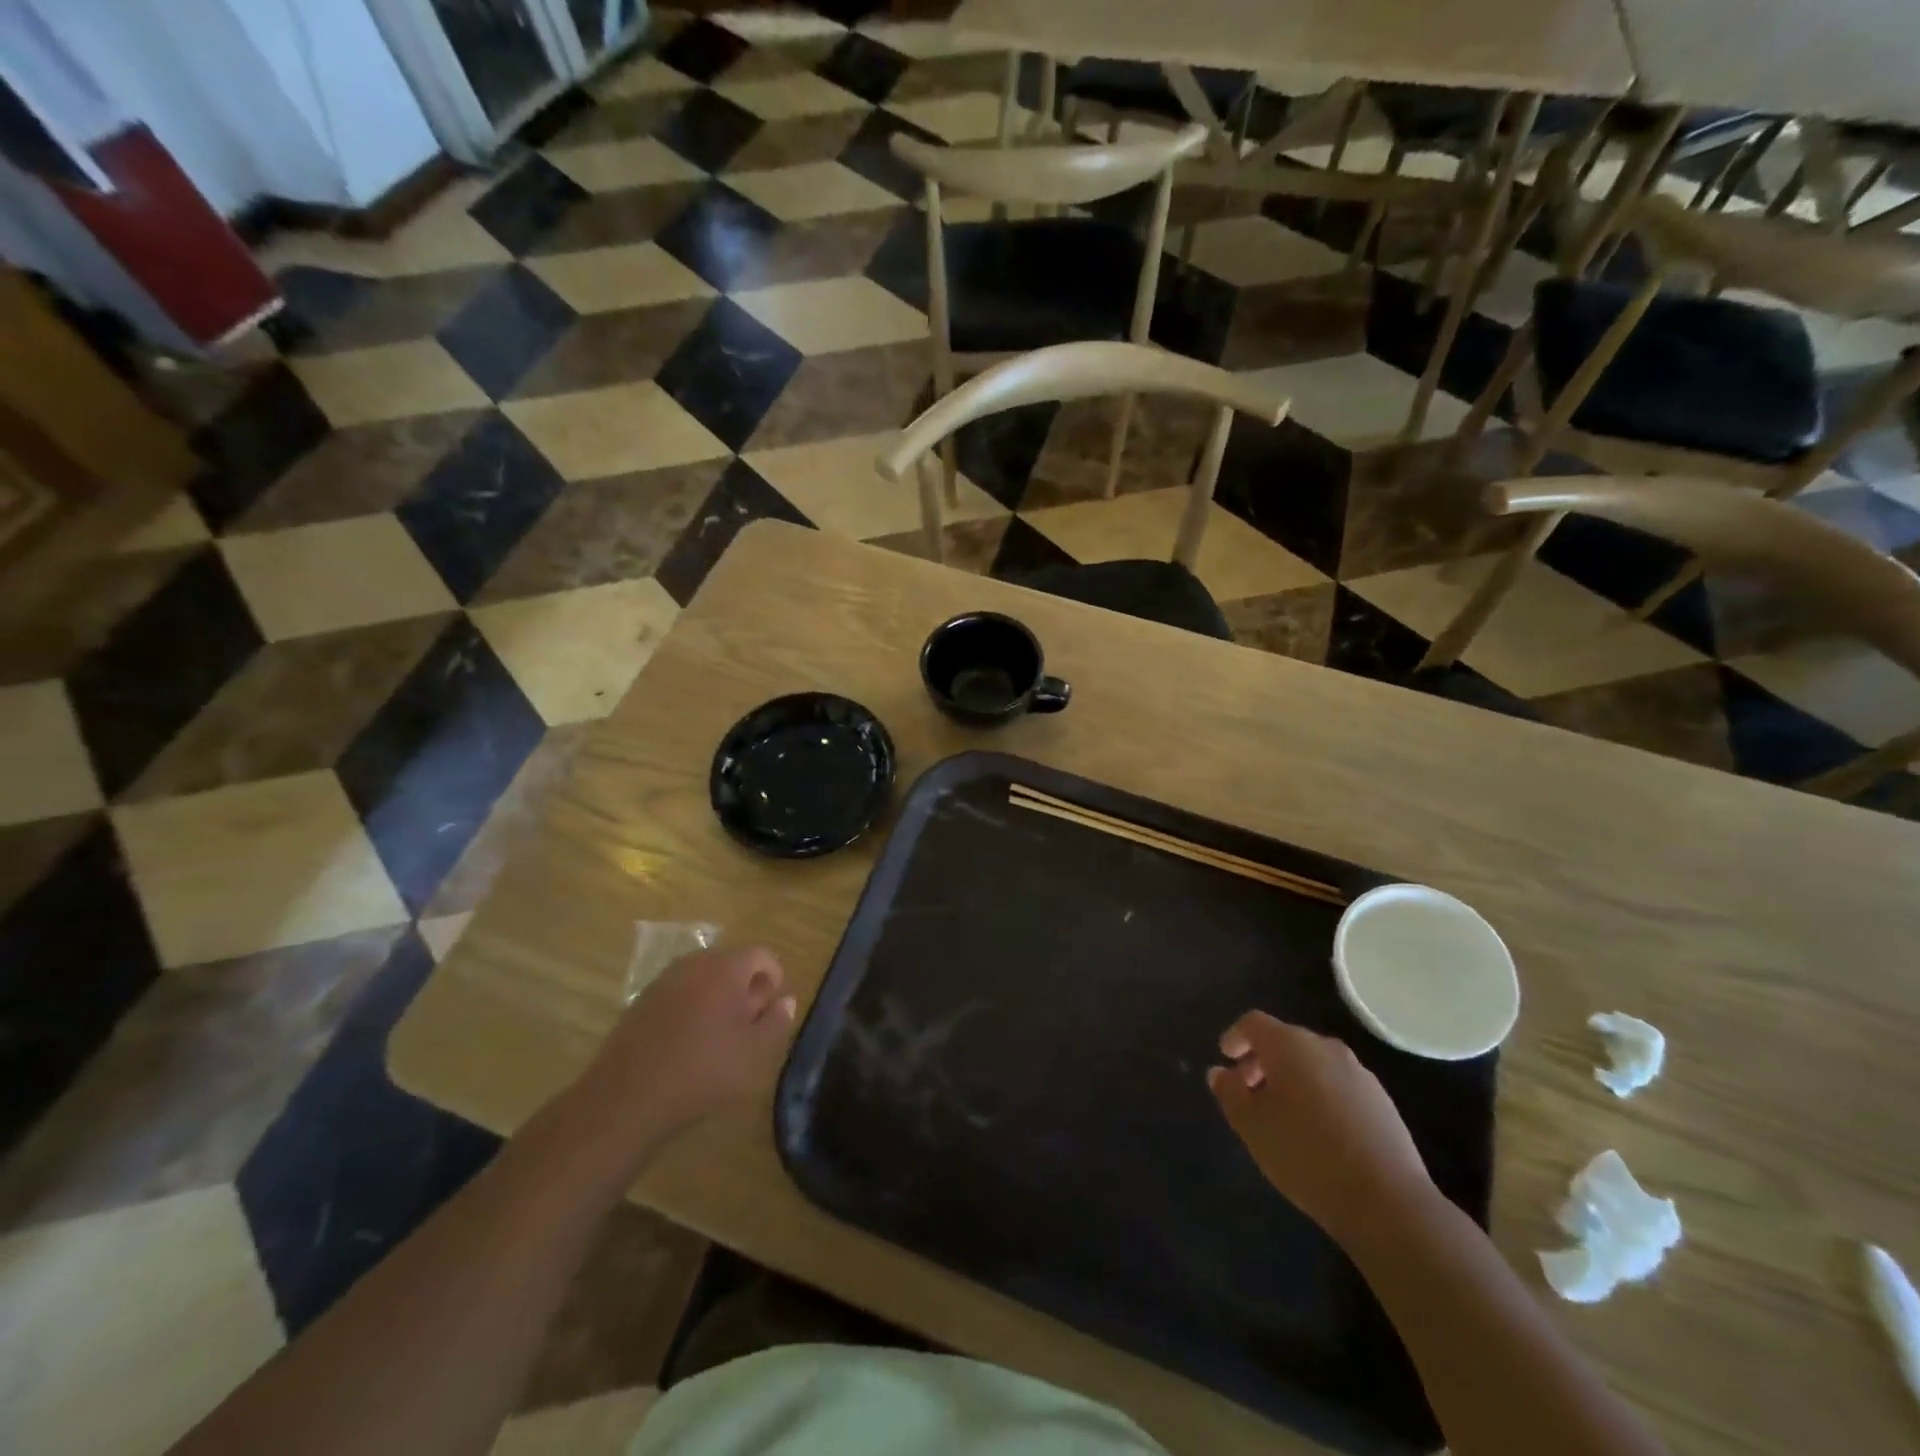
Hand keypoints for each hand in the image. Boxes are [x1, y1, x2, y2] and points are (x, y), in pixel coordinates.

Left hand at [556, 946, 796, 1180]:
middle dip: (746, 990)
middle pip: (732, 964)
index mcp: (725, 967)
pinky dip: (692, 1011)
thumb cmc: (701, 1070)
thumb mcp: (753, 1053)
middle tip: (750, 1028)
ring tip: (720, 1040)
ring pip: (704, 980)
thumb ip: (776, 1022)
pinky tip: (688, 1046)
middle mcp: (694, 963)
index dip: (775, 978)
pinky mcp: (641, 1003)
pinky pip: (679, 995)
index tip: (774, 1010)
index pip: (762, 955)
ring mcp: (663, 981)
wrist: (625, 1098)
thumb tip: (786, 1000)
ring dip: (718, 1000)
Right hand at [1208, 1012, 1433, 1244]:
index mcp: (1289, 1045)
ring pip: (1313, 1063)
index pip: (1254, 1023)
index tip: (1225, 1058)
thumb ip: (1229, 1093)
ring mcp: (1358, 1073)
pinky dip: (1320, 1094)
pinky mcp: (1382, 1101)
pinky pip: (1338, 1084)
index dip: (1236, 1037)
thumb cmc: (1305, 1154)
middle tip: (1249, 1091)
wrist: (1386, 1201)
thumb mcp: (1251, 1126)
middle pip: (1285, 1040)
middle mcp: (1325, 1047)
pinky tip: (1318, 1131)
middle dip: (1263, 1060)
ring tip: (1283, 1115)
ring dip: (1292, 1078)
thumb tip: (1220, 1072)